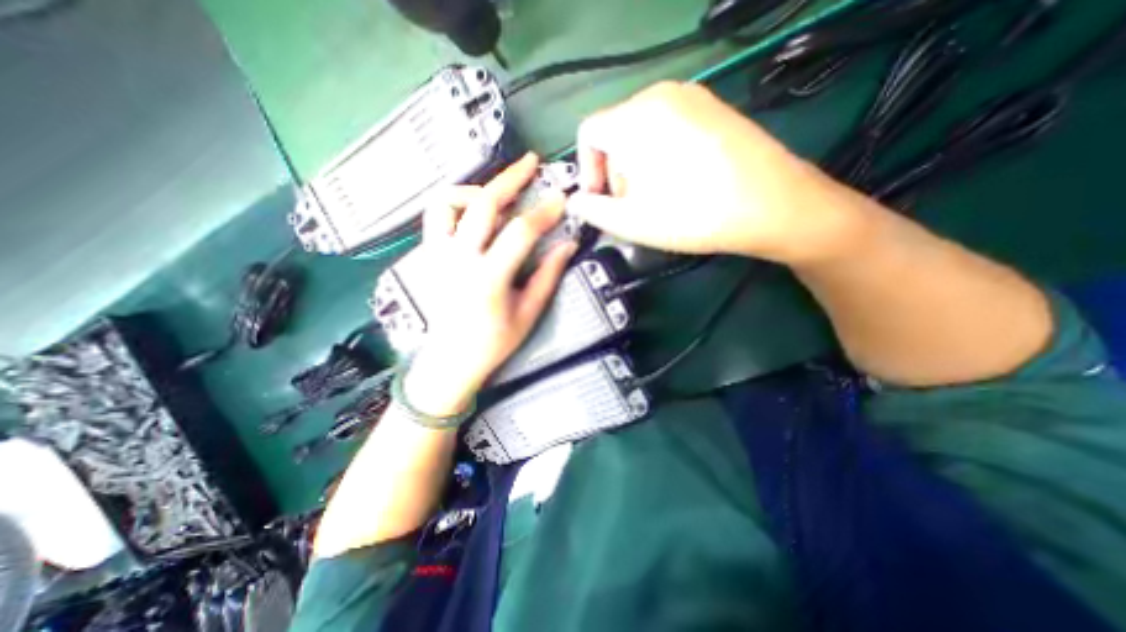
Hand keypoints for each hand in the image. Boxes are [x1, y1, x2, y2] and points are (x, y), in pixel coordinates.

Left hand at [403, 153, 575, 418]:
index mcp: (488, 279)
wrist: (451, 360)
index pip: (520, 232)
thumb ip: (548, 276)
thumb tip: (567, 245)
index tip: (561, 198)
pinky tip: (473, 212)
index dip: (544, 211)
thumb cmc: (494, 343)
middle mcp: (458, 260)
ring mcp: (438, 255)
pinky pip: (435, 216)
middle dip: (511, 178)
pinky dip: (454, 204)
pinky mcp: (428, 255)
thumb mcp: (528, 313)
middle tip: (531, 163)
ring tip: (497, 193)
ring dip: (475, 189)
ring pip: (447, 201)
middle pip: (483, 204)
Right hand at [573, 81, 869, 264]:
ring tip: (658, 198)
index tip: (601, 200)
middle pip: (615, 132)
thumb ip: (593, 210)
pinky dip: (661, 156)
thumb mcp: (631, 222)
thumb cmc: (694, 215)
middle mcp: (661, 95)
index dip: (587, 170)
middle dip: (614, 172)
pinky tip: (681, 183)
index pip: (588, 133)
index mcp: (636, 117)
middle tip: (632, 206)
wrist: (774, 205)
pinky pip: (669, 128)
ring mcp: (692, 97)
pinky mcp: (713, 108)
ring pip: (642, 131)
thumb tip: (575, 200)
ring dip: (637, 167)